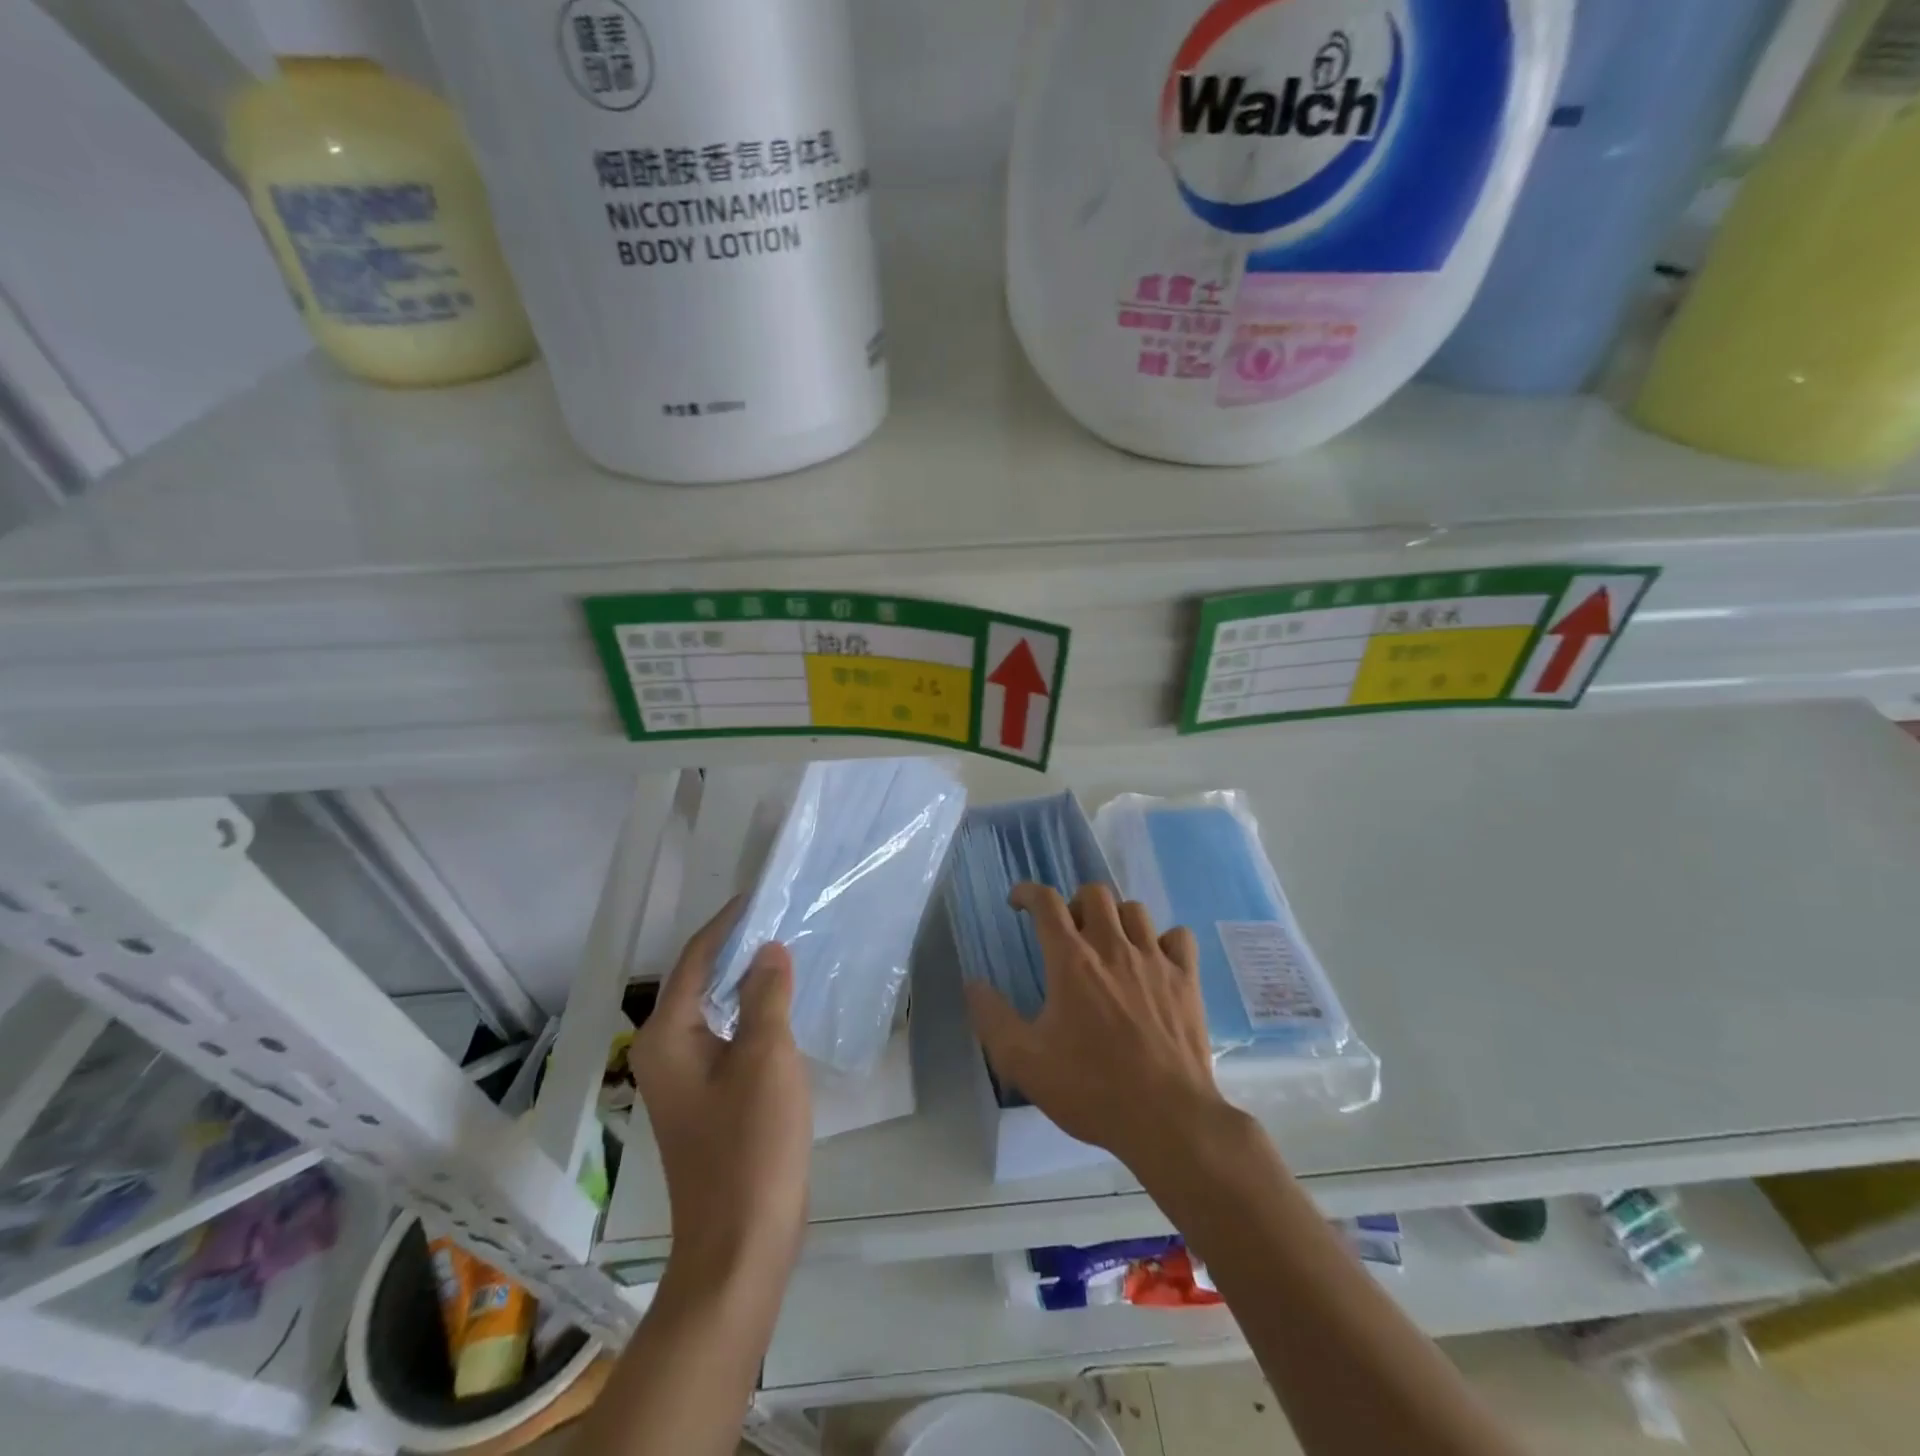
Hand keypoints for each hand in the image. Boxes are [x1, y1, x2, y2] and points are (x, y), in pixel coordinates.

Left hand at [629, 899, 811, 1284]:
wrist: (741, 1244)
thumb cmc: (751, 1145)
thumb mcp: (766, 1057)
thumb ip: (766, 995)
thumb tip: (767, 950)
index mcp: (667, 1037)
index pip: (694, 959)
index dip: (727, 924)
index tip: (761, 896)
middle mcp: (664, 1053)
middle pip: (700, 982)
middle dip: (738, 949)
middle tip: (782, 919)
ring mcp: (684, 1081)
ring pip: (716, 1012)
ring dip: (747, 982)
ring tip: (788, 953)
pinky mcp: (708, 1101)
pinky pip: (727, 1039)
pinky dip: (752, 1015)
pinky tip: (783, 1008)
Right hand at [965, 882, 1226, 1171]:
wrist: (1166, 1119)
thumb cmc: (1090, 1088)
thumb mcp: (1024, 1061)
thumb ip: (992, 1018)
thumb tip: (973, 984)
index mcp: (1071, 961)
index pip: (1047, 903)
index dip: (1028, 892)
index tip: (1018, 902)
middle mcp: (1113, 947)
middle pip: (1094, 893)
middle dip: (1075, 903)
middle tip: (1068, 933)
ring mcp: (1155, 960)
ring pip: (1135, 909)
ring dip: (1116, 918)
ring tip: (1108, 945)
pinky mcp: (1187, 979)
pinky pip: (1179, 936)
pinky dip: (1164, 940)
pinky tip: (1155, 961)